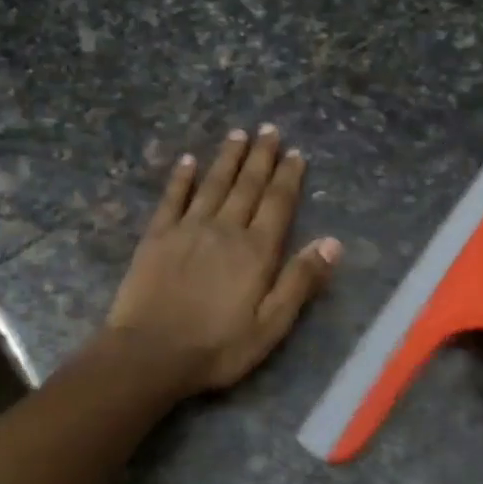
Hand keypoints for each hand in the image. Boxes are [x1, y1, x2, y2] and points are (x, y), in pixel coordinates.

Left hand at [107, 126, 341, 397]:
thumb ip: (300, 281)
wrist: (150, 354)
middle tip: (269, 129)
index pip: (277, 203)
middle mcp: (225, 229)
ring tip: (238, 134)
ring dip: (227, 158)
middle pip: (247, 185)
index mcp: (256, 251)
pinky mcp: (157, 236)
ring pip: (213, 184)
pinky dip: (181, 178)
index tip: (295, 152)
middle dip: (260, 156)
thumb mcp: (271, 325)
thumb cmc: (217, 347)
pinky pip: (172, 198)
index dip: (288, 176)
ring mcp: (188, 229)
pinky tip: (188, 161)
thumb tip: (332, 242)